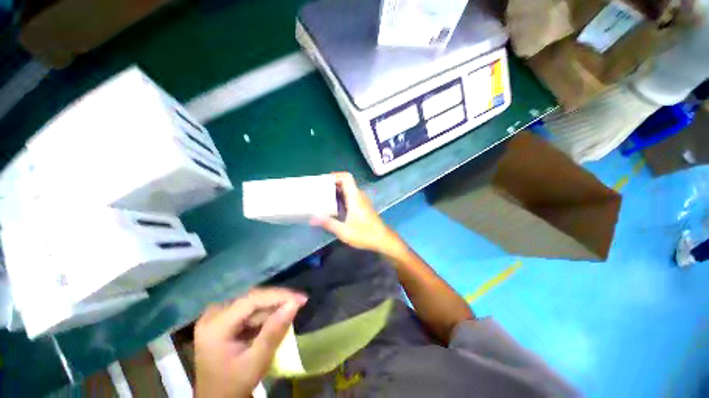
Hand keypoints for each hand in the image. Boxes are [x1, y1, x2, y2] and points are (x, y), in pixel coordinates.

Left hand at [194, 288, 306, 397]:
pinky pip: (248, 310)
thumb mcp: (256, 362)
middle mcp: (213, 315)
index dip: (279, 296)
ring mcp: (216, 317)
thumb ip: (274, 332)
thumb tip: (294, 304)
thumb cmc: (234, 385)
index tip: (302, 298)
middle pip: (252, 299)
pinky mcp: (221, 320)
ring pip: (251, 304)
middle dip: (278, 300)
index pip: (252, 300)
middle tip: (300, 302)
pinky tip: (277, 317)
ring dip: (272, 307)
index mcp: (215, 325)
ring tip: (292, 308)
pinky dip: (264, 314)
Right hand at [311, 172, 400, 254]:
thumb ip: (328, 224)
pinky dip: (341, 197)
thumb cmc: (365, 234)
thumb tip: (312, 219)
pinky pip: (350, 196)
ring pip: (348, 190)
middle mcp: (359, 195)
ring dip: (336, 191)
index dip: (335, 175)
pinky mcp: (362, 206)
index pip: (346, 177)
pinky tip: (333, 207)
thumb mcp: (344, 231)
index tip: (323, 180)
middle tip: (318, 190)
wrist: (382, 239)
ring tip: (322, 197)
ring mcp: (361, 200)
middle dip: (332, 184)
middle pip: (345, 182)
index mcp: (355, 197)